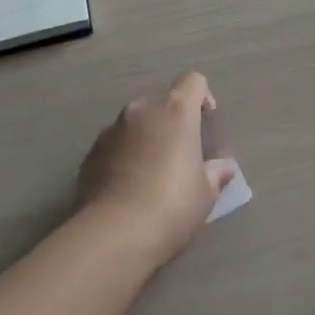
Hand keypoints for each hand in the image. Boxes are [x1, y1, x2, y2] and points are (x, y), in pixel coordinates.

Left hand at [76, 71, 234, 263]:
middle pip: (162, 104)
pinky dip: (124, 156)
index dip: (202, 98)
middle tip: (180, 155)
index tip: (205, 125)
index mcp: (175, 112)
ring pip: (135, 124)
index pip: (193, 82)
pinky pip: (114, 145)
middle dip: (172, 123)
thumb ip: (216, 172)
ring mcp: (111, 130)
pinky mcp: (90, 153)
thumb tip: (224, 167)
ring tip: (151, 175)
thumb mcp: (206, 193)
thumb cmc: (173, 205)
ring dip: (146, 139)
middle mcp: (141, 111)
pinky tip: (128, 188)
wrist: (116, 232)